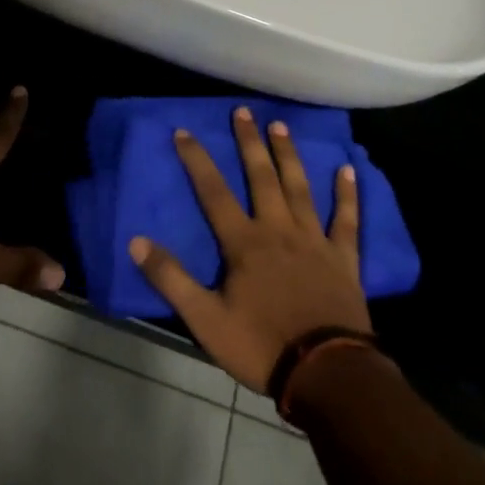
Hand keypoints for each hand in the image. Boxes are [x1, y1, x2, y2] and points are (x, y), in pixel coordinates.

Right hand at [129, 107, 369, 391]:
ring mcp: (313, 240)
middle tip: (243, 111)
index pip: (214, 192)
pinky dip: (347, 195)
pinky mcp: (343, 257)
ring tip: (280, 126)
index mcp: (245, 243)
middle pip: (261, 177)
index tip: (184, 131)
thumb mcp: (206, 320)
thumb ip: (172, 279)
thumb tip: (137, 242)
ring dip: (289, 155)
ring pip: (299, 187)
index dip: (197, 160)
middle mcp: (278, 229)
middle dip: (249, 142)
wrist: (327, 372)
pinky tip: (348, 170)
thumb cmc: (262, 345)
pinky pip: (346, 220)